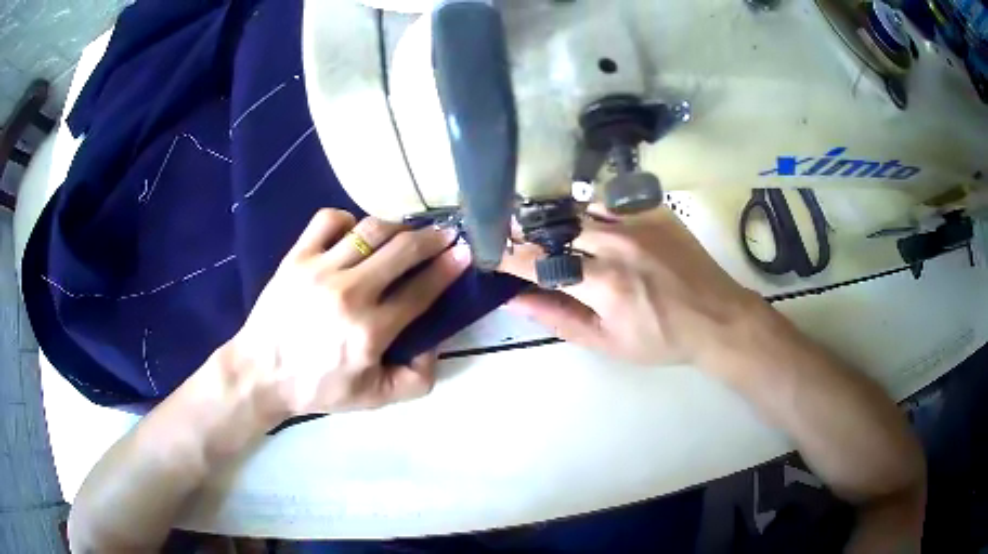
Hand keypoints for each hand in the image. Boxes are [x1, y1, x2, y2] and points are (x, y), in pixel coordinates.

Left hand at [228, 209, 470, 424]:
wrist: (260, 373)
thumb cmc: (318, 388)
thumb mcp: (374, 399)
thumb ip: (416, 379)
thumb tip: (436, 342)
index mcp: (370, 331)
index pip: (420, 290)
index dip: (448, 268)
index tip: (464, 252)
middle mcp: (349, 293)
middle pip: (402, 250)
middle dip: (432, 239)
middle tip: (446, 234)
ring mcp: (319, 269)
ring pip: (370, 230)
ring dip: (397, 227)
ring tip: (406, 233)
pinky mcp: (296, 257)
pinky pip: (328, 220)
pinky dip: (348, 219)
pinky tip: (354, 233)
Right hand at [499, 209, 767, 365]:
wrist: (716, 317)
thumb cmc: (661, 339)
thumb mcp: (607, 342)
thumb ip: (557, 318)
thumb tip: (515, 299)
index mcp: (604, 284)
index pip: (540, 262)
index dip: (509, 256)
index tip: (490, 251)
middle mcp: (617, 244)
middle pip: (554, 226)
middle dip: (525, 230)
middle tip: (510, 235)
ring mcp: (638, 221)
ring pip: (578, 207)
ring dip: (554, 218)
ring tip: (541, 226)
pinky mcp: (654, 209)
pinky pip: (608, 201)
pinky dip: (587, 210)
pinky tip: (584, 220)